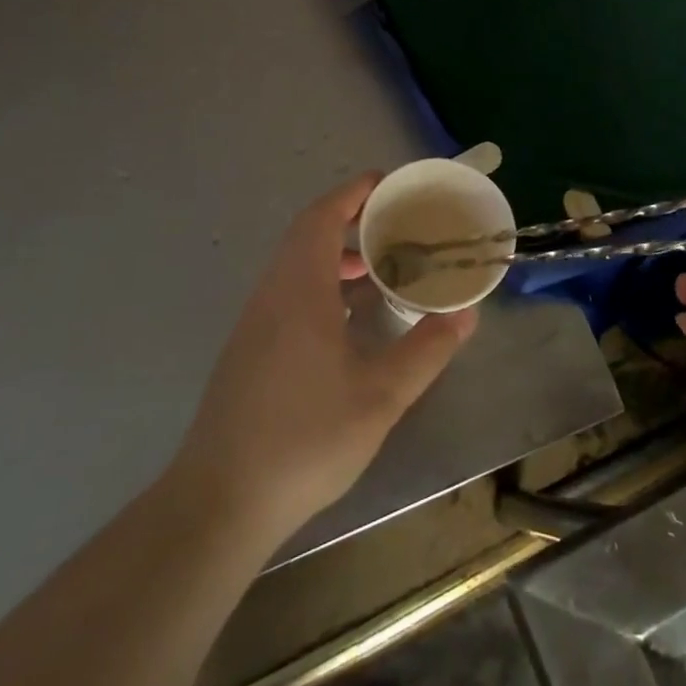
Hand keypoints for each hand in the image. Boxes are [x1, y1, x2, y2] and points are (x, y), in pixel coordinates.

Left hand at [168, 175, 476, 547]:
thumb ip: (426, 350)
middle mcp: (273, 294)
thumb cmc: (304, 438)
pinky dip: (324, 284)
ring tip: (382, 268)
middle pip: (309, 235)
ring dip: (338, 255)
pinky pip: (290, 292)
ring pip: (298, 266)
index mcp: (300, 290)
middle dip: (352, 220)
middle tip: (398, 225)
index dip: (354, 192)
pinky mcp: (251, 350)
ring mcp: (256, 322)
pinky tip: (351, 319)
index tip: (389, 184)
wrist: (221, 501)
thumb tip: (465, 313)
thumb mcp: (380, 396)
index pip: (323, 216)